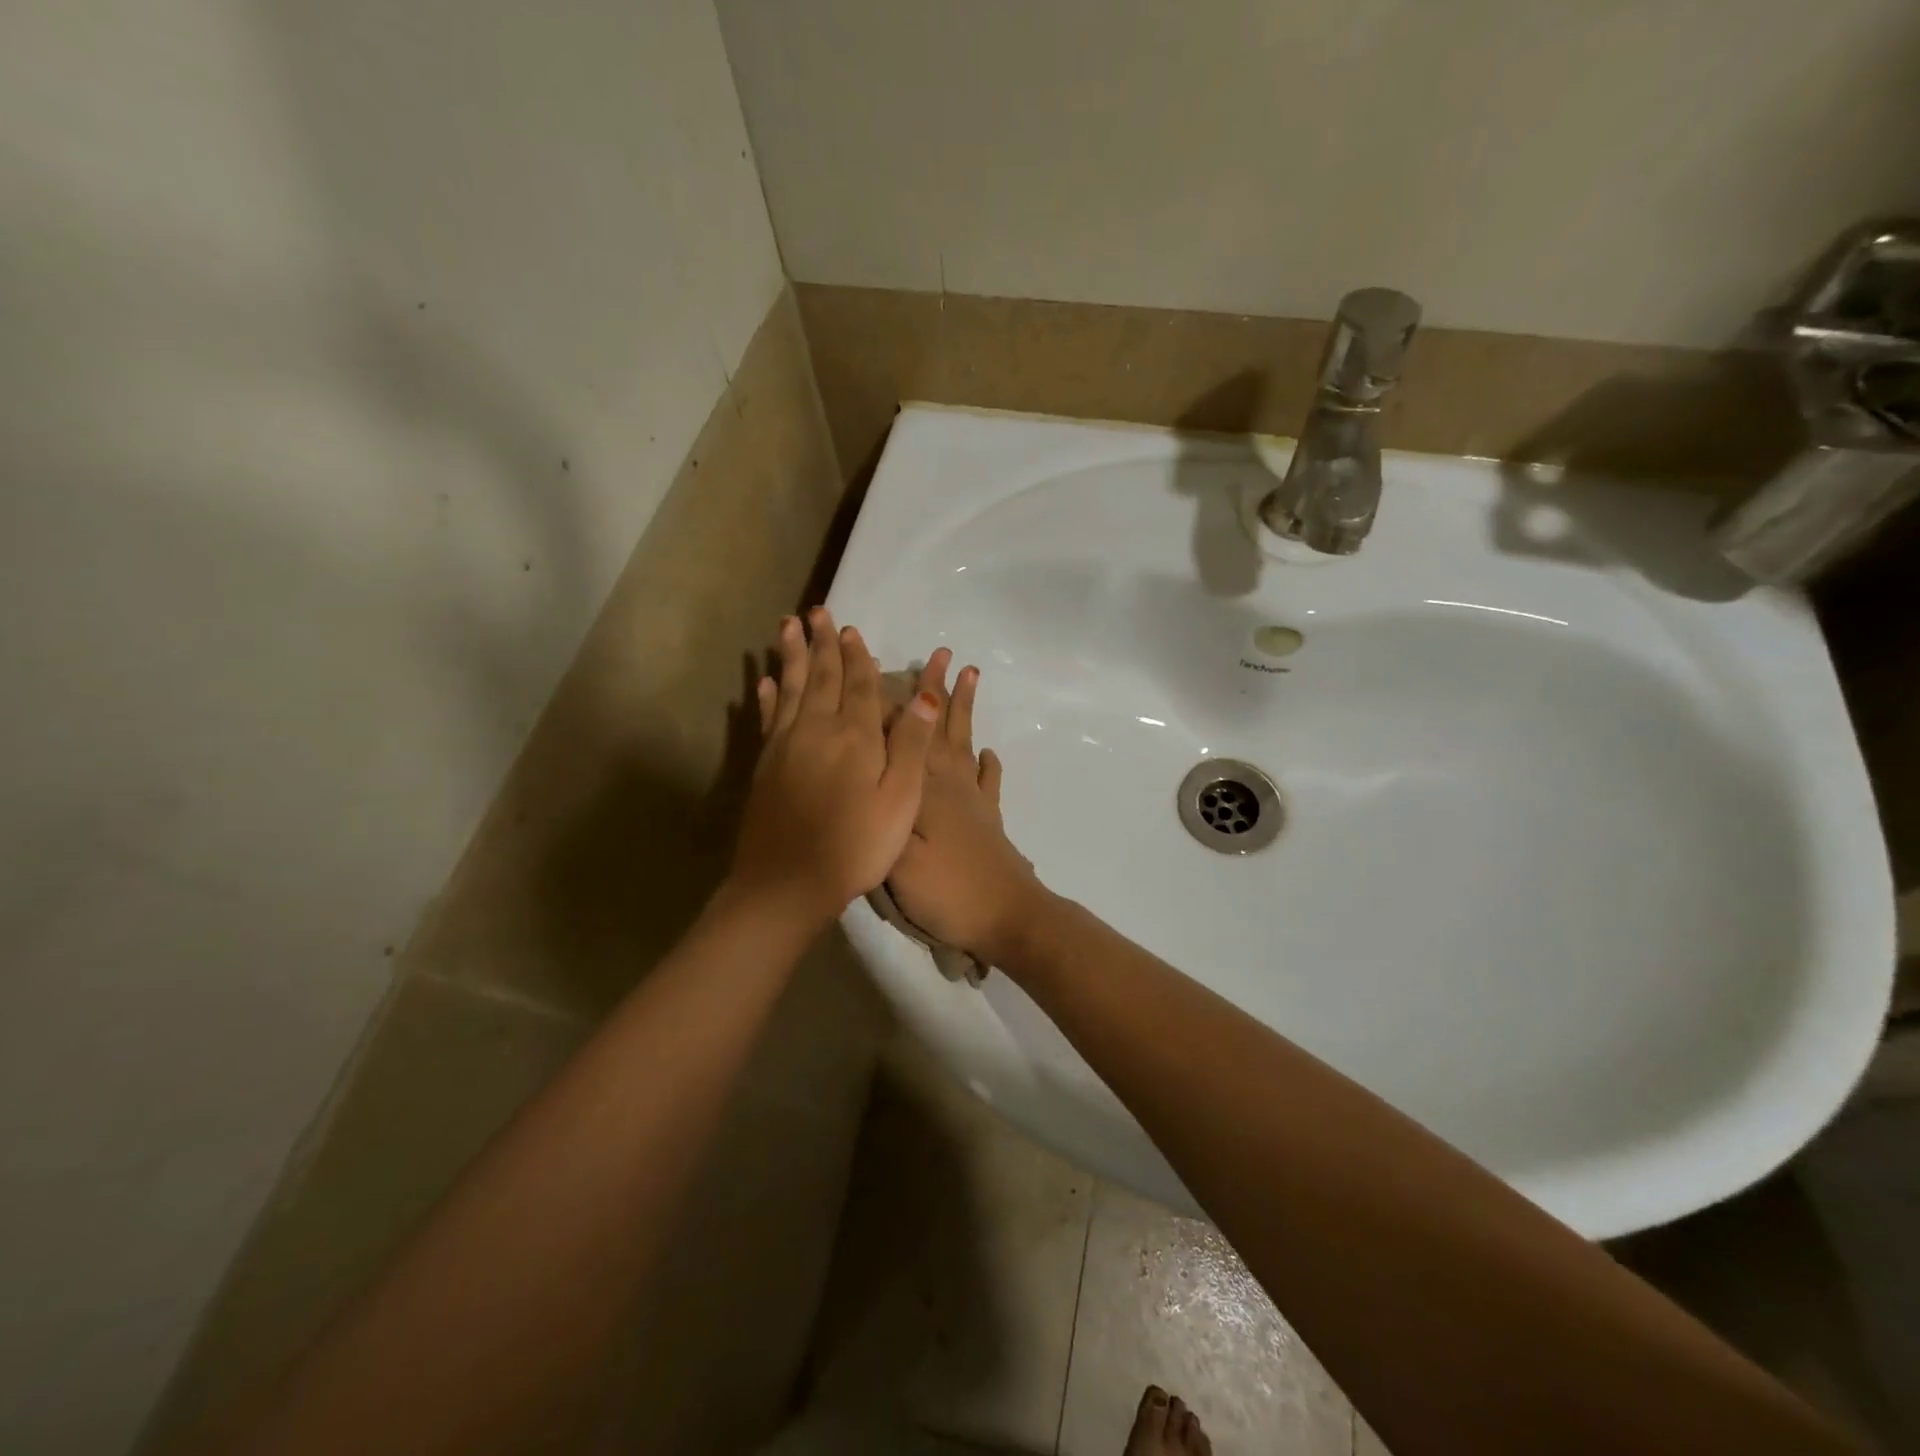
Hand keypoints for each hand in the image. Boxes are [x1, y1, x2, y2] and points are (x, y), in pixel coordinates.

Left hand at [729, 608, 938, 926]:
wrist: (788, 883)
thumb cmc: (855, 845)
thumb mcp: (899, 800)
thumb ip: (910, 745)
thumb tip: (923, 696)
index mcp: (855, 737)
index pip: (858, 685)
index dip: (857, 656)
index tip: (851, 629)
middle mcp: (817, 730)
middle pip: (822, 677)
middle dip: (822, 643)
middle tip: (816, 611)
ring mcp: (786, 746)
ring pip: (792, 688)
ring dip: (792, 656)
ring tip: (787, 626)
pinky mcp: (765, 765)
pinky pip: (768, 717)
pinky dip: (768, 696)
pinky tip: (766, 680)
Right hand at [885, 650, 1046, 963]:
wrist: (1008, 917)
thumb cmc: (947, 889)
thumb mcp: (897, 857)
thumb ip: (880, 812)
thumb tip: (863, 772)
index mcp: (921, 788)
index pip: (901, 735)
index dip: (888, 700)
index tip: (877, 664)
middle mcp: (949, 783)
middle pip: (938, 728)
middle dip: (936, 689)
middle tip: (941, 654)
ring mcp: (973, 800)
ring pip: (964, 743)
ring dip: (964, 710)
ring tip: (971, 676)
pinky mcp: (989, 820)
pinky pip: (988, 782)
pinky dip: (989, 764)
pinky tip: (989, 753)